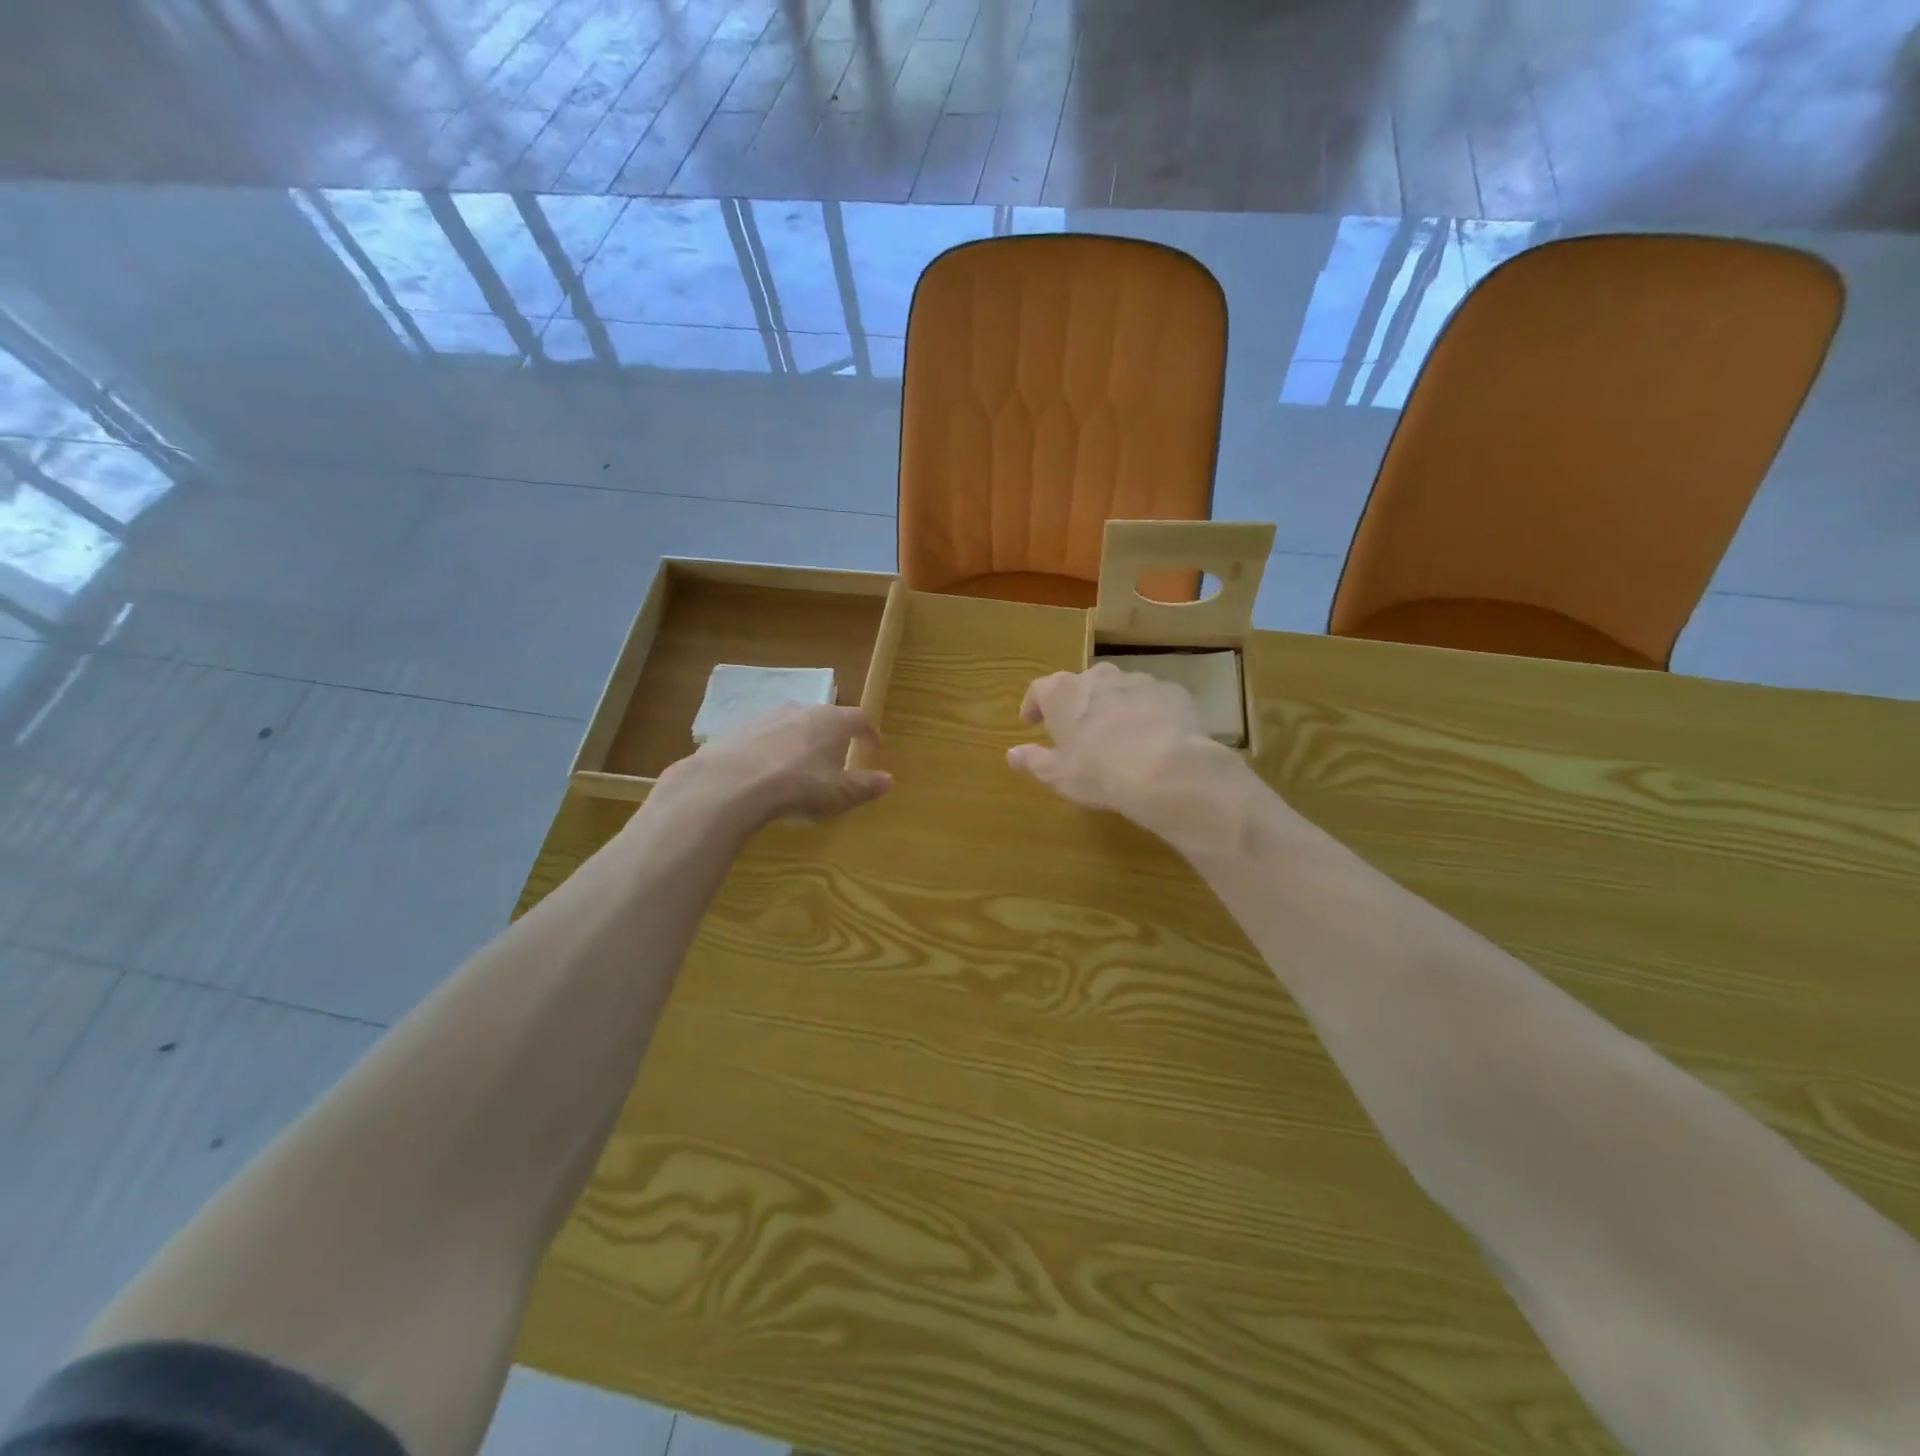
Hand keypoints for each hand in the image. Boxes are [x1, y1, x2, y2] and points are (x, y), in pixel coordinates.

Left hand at [663, 704, 891, 829]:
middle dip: (833, 735)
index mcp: (832, 721)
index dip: (868, 732)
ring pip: (793, 722)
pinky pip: (764, 734)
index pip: (859, 718)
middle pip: (825, 717)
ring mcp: (768, 715)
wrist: (733, 782)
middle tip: (835, 756)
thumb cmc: (799, 786)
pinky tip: (766, 769)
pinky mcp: (739, 727)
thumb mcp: (839, 793)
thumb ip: (866, 786)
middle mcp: (802, 709)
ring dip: (801, 739)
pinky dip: (771, 747)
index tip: (873, 745)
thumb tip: (889, 780)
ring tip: (799, 763)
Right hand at [1007, 662, 1247, 834]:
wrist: (1166, 769)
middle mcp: (1099, 677)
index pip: (1039, 689)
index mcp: (1064, 693)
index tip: (1031, 723)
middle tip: (1078, 730)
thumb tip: (1012, 754)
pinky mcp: (1172, 692)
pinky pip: (1152, 699)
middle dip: (1077, 703)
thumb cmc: (1098, 771)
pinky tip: (1153, 738)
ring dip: (1113, 706)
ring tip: (1118, 736)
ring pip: (1119, 689)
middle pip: (1081, 684)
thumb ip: (1034, 760)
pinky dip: (1147, 713)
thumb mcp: (1058, 774)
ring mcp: (1138, 680)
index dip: (1034, 705)